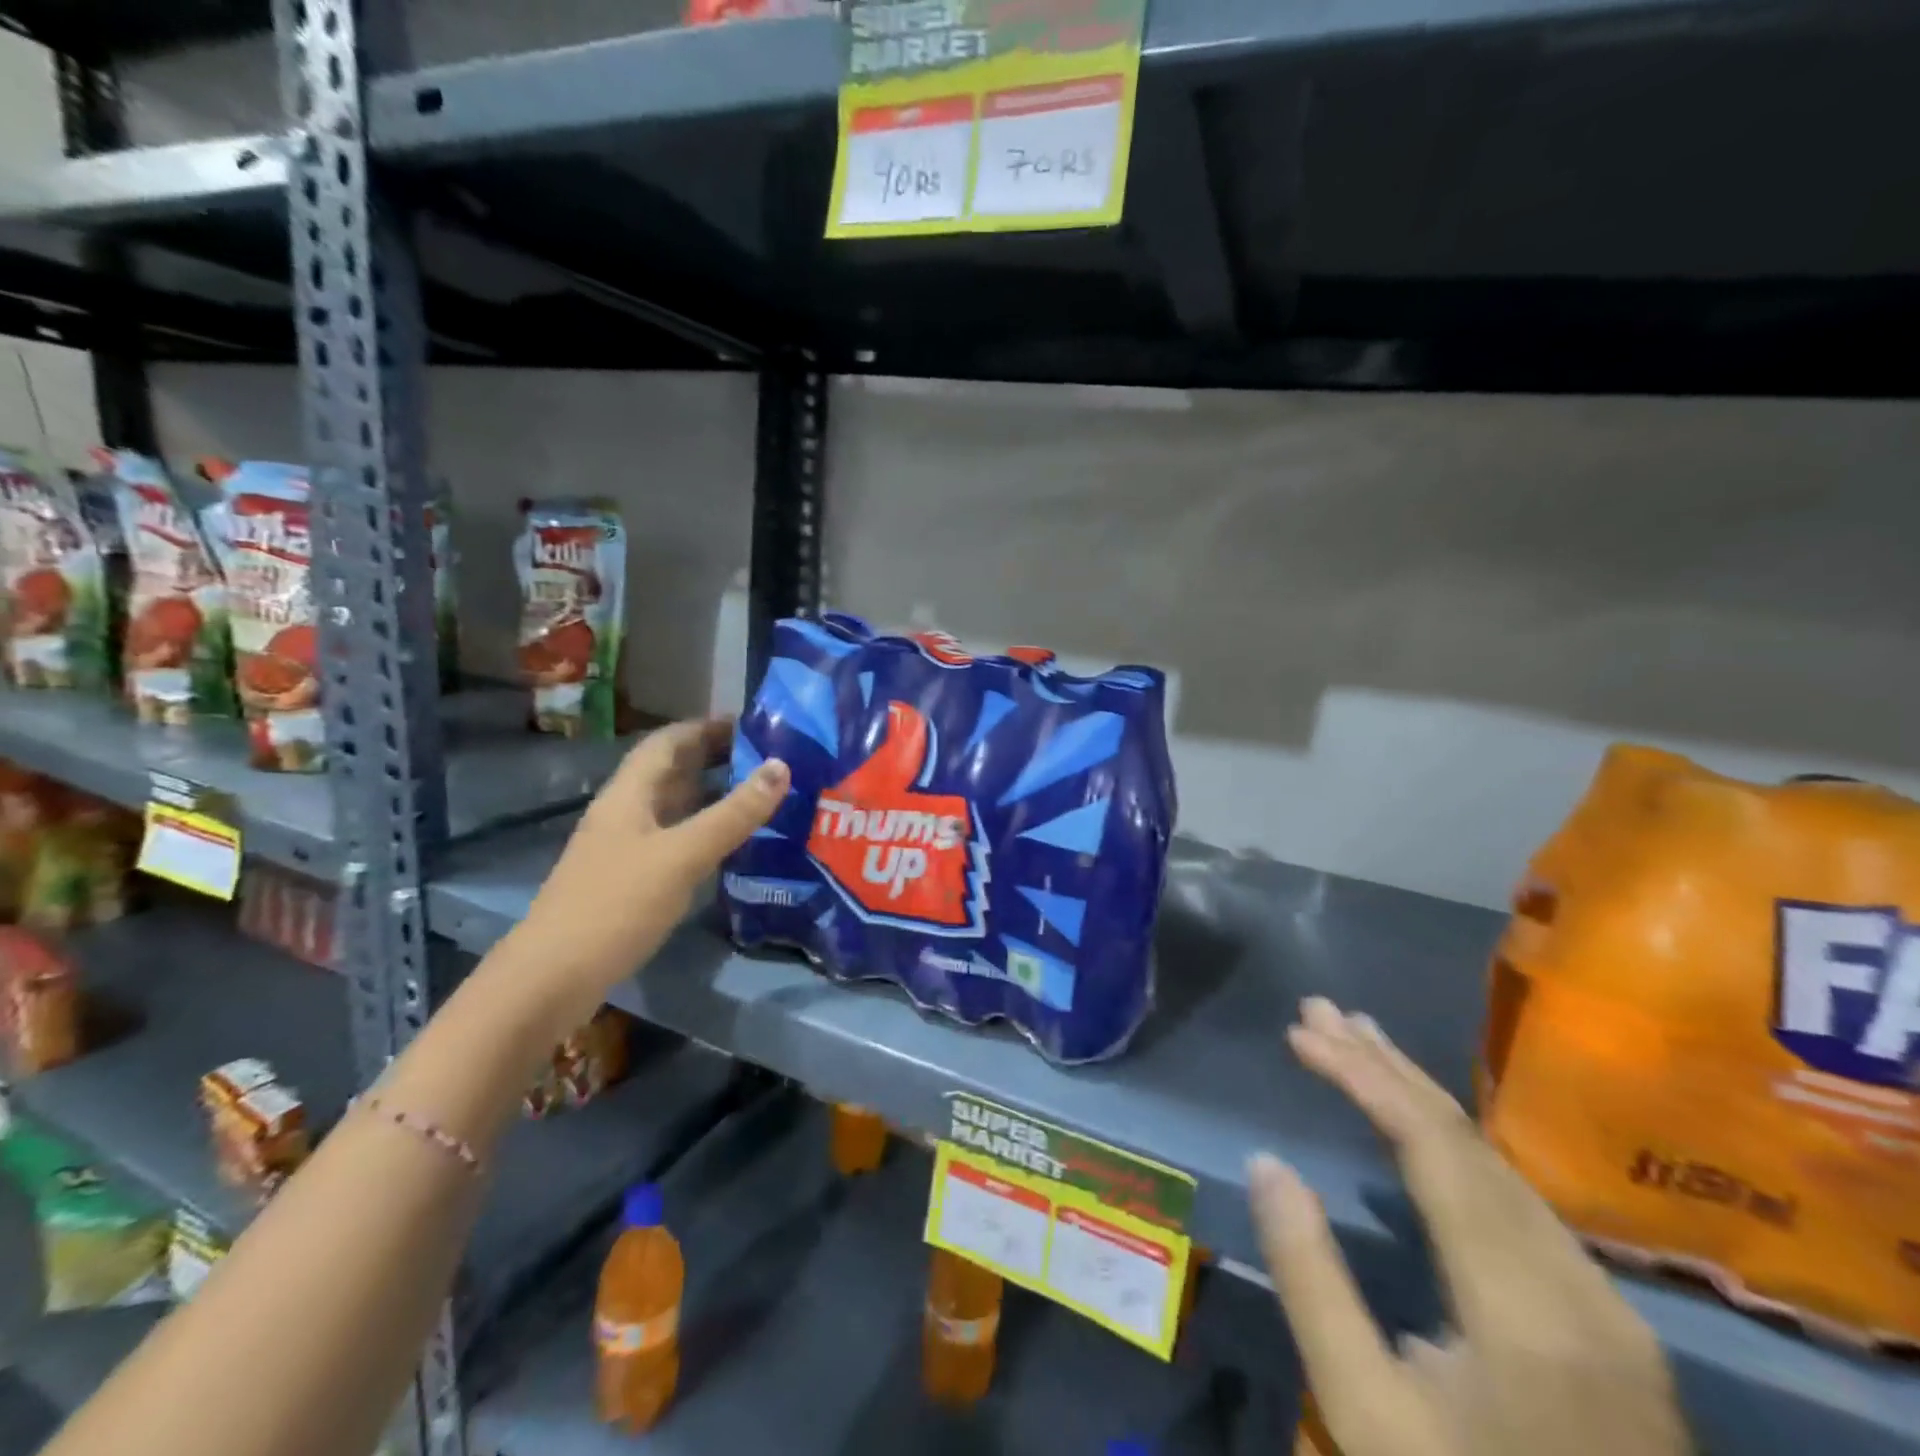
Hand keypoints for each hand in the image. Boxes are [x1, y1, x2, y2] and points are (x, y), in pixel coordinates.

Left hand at [511, 718, 788, 1025]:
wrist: (551, 978)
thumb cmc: (616, 905)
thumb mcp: (683, 855)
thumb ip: (734, 813)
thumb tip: (781, 765)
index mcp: (629, 794)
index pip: (668, 742)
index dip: (707, 727)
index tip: (753, 725)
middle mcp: (624, 813)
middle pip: (671, 771)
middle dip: (714, 758)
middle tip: (767, 760)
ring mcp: (623, 848)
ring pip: (673, 807)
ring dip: (711, 795)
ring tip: (759, 796)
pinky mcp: (627, 881)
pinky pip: (673, 839)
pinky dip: (703, 831)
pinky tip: (729, 846)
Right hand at [1251, 998, 1689, 1455]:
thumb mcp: (1362, 1411)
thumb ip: (1312, 1280)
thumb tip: (1267, 1164)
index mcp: (1526, 1313)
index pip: (1436, 1149)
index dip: (1364, 1076)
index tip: (1301, 1032)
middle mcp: (1581, 1290)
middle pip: (1471, 1142)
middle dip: (1387, 1067)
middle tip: (1319, 1012)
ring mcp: (1607, 1307)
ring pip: (1500, 1164)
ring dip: (1420, 1096)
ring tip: (1358, 1042)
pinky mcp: (1608, 1323)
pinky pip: (1517, 1198)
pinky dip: (1455, 1143)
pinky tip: (1419, 1124)